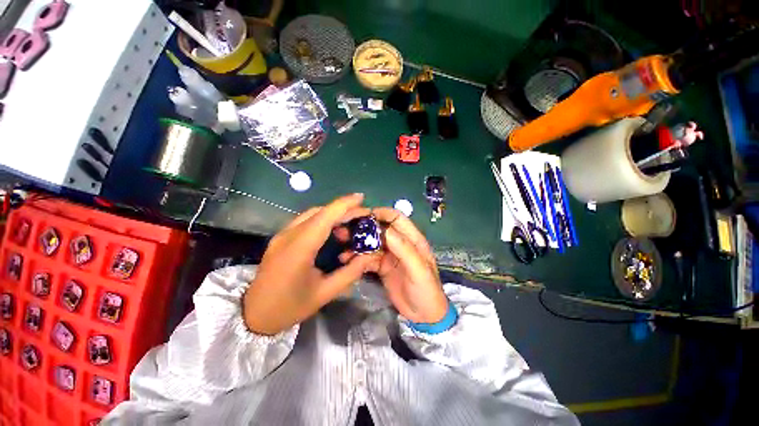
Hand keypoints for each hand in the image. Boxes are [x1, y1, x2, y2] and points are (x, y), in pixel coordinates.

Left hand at [243, 194, 378, 334]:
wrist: (254, 316)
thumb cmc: (290, 307)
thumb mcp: (325, 293)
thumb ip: (350, 272)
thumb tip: (370, 256)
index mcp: (299, 248)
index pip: (324, 217)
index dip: (344, 204)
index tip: (362, 198)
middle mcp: (288, 236)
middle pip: (319, 212)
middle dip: (343, 210)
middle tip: (363, 215)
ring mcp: (282, 235)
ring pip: (312, 215)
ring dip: (333, 215)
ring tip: (349, 229)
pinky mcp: (280, 238)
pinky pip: (305, 222)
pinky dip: (323, 221)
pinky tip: (332, 233)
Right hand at [338, 207, 447, 322]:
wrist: (424, 316)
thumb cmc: (427, 290)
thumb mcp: (418, 270)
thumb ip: (404, 249)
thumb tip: (386, 230)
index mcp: (412, 239)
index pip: (396, 218)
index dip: (381, 213)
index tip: (363, 216)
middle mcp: (399, 243)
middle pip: (380, 228)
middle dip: (363, 227)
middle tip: (345, 228)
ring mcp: (389, 255)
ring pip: (371, 242)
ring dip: (357, 241)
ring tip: (341, 242)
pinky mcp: (381, 266)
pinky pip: (367, 257)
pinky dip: (357, 257)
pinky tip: (346, 259)